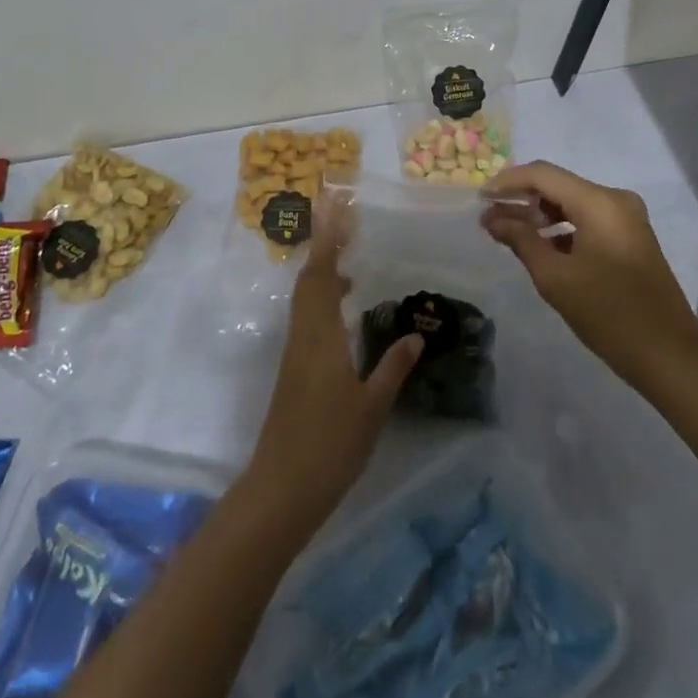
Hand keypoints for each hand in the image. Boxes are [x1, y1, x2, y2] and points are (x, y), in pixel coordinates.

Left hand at [244, 199, 422, 535]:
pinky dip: (323, 298)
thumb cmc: (330, 445)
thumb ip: (393, 368)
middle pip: (309, 278)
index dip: (328, 240)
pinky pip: (307, 316)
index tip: (335, 208)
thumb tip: (416, 336)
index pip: (322, 275)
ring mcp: (296, 352)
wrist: (281, 488)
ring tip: (350, 259)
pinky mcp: (294, 369)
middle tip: (345, 220)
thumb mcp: (371, 407)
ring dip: (323, 271)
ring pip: (305, 297)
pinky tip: (343, 310)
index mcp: (321, 335)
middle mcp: (304, 334)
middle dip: (324, 245)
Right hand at [481, 160, 697, 389]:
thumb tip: (491, 217)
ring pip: (572, 203)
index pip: (543, 175)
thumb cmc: (608, 314)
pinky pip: (587, 219)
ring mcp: (627, 218)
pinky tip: (539, 246)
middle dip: (522, 199)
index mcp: (599, 202)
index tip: (479, 197)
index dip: (507, 182)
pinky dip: (561, 228)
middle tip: (489, 218)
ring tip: (507, 233)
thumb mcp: (555, 278)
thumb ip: (520, 239)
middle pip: (557, 186)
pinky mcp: (630, 237)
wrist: (670, 356)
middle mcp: (615, 200)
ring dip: (540, 214)